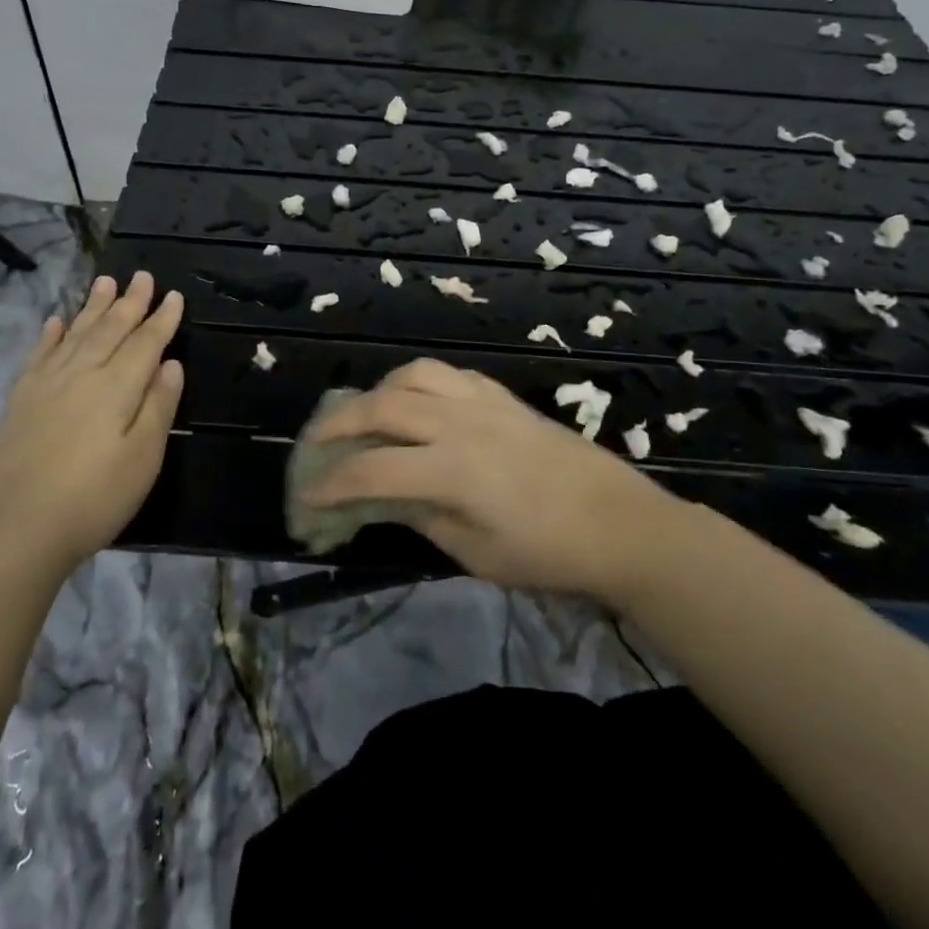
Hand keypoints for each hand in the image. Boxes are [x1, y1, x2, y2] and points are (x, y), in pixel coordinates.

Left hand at [0, 271, 184, 576]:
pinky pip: (40, 354)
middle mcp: (82, 374)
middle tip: (143, 276)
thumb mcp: (143, 458)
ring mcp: (47, 384)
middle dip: (130, 302)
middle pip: (110, 329)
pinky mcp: (21, 400)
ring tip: (105, 282)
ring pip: (76, 333)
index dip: (162, 319)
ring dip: (93, 307)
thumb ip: (158, 406)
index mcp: (117, 387)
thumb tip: (171, 364)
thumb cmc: (94, 498)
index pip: (146, 343)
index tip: (174, 296)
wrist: (16, 528)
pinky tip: (57, 321)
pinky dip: (52, 334)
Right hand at [299, 359, 674, 597]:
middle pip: (383, 406)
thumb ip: (423, 518)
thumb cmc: (548, 553)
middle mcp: (460, 424)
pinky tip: (416, 400)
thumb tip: (383, 498)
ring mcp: (483, 403)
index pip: (373, 469)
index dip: (332, 483)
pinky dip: (419, 381)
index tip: (308, 495)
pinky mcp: (503, 397)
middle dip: (340, 422)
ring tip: (366, 412)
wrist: (620, 524)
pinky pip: (448, 373)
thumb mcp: (477, 554)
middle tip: (318, 441)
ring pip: (414, 375)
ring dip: (379, 390)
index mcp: (451, 470)